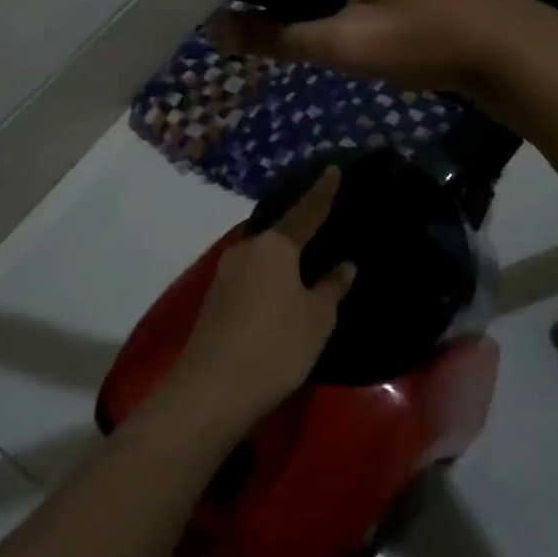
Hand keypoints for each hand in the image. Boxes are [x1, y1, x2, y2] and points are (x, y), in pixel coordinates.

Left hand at [170, 166, 355, 428]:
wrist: (213, 387)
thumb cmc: (277, 345)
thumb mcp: (317, 318)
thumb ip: (331, 286)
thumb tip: (343, 264)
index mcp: (275, 245)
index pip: (306, 211)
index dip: (323, 192)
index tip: (332, 169)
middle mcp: (247, 249)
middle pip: (279, 232)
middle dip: (299, 228)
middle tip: (322, 225)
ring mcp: (225, 272)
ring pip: (262, 254)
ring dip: (281, 256)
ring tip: (304, 260)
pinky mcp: (215, 297)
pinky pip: (250, 274)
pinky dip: (267, 275)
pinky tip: (278, 288)